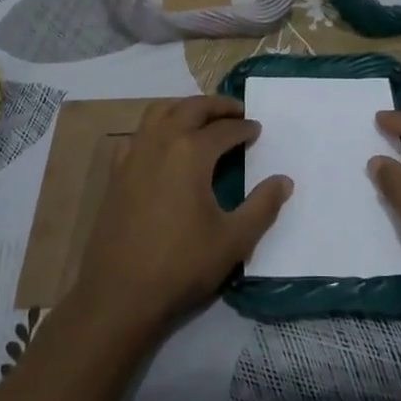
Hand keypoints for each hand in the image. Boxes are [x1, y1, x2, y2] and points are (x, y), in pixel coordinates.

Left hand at [71, 96, 291, 338]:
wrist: (119, 295)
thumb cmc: (181, 266)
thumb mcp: (233, 240)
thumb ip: (263, 206)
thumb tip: (284, 180)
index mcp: (191, 153)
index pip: (224, 129)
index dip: (244, 128)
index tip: (257, 130)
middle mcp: (160, 142)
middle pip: (191, 108)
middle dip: (216, 106)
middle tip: (236, 110)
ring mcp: (133, 155)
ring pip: (159, 111)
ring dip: (184, 107)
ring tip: (202, 117)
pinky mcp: (116, 172)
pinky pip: (137, 133)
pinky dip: (156, 126)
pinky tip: (163, 143)